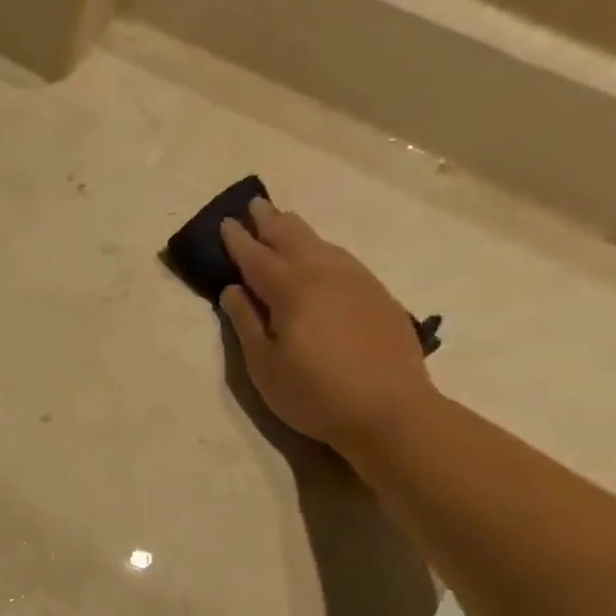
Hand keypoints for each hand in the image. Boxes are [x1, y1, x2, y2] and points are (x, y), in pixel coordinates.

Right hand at [217, 198, 437, 450]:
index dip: (238, 241)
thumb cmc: (314, 393)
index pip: (257, 258)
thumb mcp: (264, 365)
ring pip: (323, 245)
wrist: (390, 411)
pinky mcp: (378, 297)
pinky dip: (324, 249)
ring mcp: (358, 283)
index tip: (225, 223)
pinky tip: (322, 255)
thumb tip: (232, 290)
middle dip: (270, 222)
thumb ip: (246, 323)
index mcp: (292, 291)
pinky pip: (344, 259)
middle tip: (254, 204)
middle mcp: (326, 275)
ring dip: (299, 231)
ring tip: (284, 221)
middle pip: (293, 239)